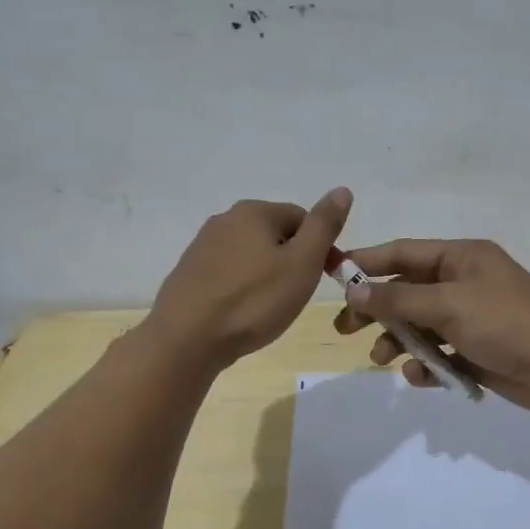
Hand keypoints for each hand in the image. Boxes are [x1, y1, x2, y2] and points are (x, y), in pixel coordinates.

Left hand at [150, 189, 352, 368]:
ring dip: (266, 276)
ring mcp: (202, 246)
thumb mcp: (302, 262)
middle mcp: (225, 219)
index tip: (325, 279)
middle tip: (296, 296)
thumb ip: (324, 225)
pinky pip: (229, 274)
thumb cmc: (254, 300)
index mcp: (254, 211)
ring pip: (251, 255)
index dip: (321, 248)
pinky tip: (242, 313)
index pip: (303, 218)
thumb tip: (342, 190)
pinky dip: (242, 289)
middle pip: (275, 235)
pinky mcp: (189, 273)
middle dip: (292, 262)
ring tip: (269, 309)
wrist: (187, 338)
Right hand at [332, 238, 529, 414]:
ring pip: (421, 325)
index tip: (333, 276)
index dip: (367, 262)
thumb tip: (354, 290)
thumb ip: (397, 299)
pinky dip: (427, 364)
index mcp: (462, 257)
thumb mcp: (448, 305)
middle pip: (407, 291)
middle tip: (345, 329)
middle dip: (377, 309)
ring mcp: (472, 317)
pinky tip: (420, 376)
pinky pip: (440, 353)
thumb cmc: (505, 323)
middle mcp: (464, 282)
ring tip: (382, 358)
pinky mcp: (478, 350)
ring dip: (399, 340)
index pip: (403, 253)